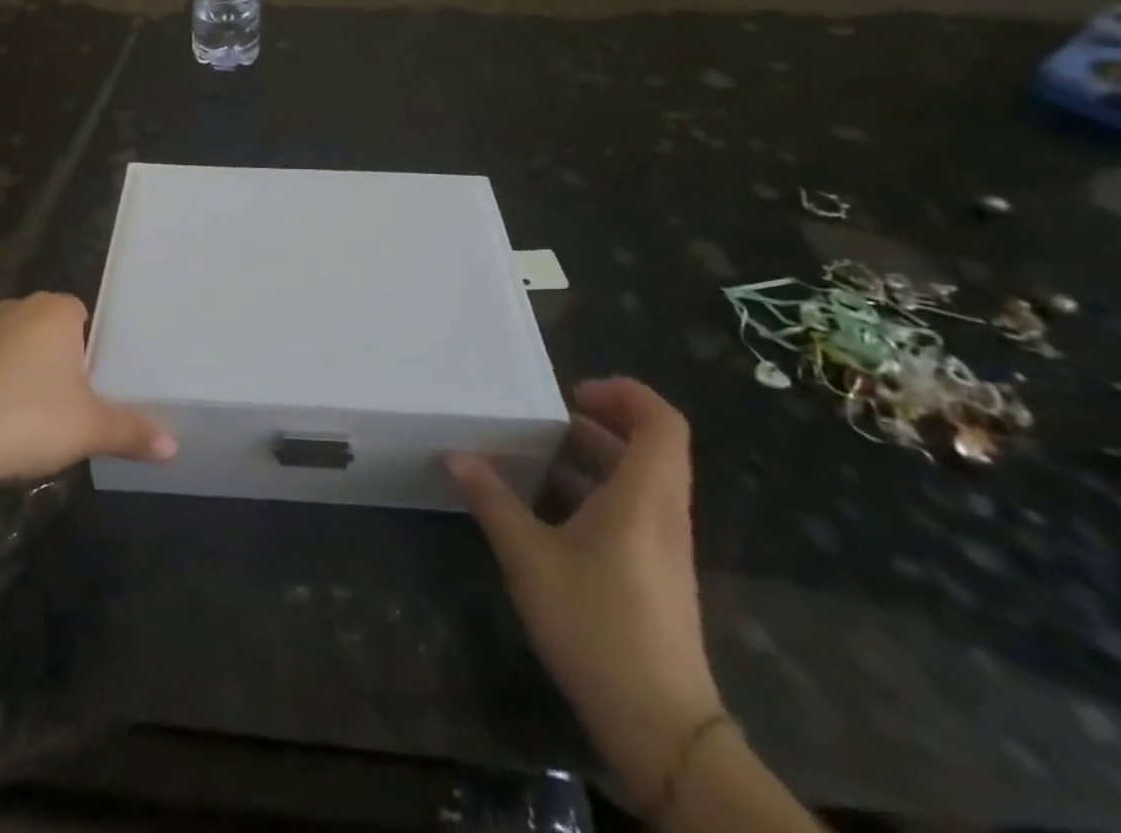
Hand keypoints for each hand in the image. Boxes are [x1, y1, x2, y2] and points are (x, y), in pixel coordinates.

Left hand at [0, 293, 175, 490]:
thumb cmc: (26, 417)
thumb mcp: (89, 428)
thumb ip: (132, 432)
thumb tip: (173, 449)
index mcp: (56, 310)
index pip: (87, 317)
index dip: (96, 351)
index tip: (101, 386)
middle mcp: (18, 308)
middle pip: (55, 333)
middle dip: (65, 365)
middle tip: (78, 405)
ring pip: (22, 350)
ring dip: (32, 378)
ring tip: (42, 420)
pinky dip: (2, 389)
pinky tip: (4, 425)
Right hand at [449, 378, 722, 808]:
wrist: (660, 727)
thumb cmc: (595, 624)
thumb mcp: (529, 557)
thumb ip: (492, 501)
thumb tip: (456, 457)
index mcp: (644, 495)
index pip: (660, 421)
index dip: (624, 393)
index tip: (572, 393)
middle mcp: (663, 512)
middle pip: (647, 447)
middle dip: (596, 423)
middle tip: (542, 421)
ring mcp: (664, 547)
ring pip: (636, 481)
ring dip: (590, 461)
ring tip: (533, 459)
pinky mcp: (656, 576)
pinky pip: (631, 512)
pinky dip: (593, 496)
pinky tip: (545, 515)